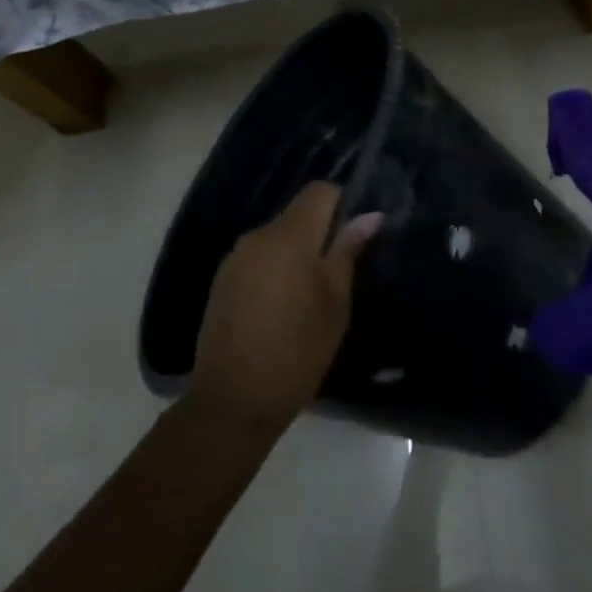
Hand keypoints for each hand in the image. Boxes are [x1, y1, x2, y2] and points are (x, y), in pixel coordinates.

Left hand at [188, 183, 383, 433]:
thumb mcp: (335, 303)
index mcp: (289, 236)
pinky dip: (275, 269)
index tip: (355, 234)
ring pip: (277, 237)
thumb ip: (348, 251)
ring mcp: (235, 258)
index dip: (342, 203)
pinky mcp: (222, 280)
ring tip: (310, 294)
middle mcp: (258, 236)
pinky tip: (281, 306)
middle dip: (320, 232)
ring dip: (297, 253)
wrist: (233, 400)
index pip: (319, 191)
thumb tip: (369, 215)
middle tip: (339, 271)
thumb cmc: (297, 350)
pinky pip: (258, 258)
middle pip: (297, 214)